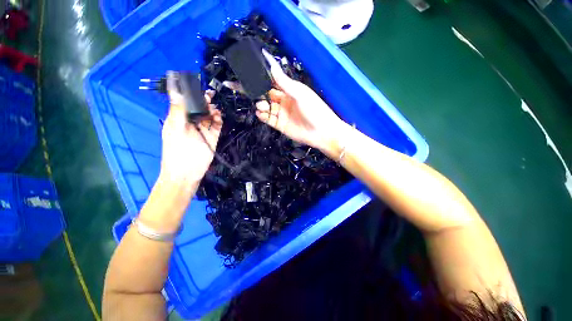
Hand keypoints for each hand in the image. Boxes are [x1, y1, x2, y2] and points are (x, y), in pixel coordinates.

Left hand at [159, 72, 222, 188]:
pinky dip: (218, 119)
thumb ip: (178, 109)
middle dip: (204, 101)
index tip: (196, 86)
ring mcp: (203, 130)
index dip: (190, 94)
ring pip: (209, 115)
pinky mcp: (213, 136)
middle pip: (199, 108)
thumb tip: (176, 90)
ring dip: (212, 110)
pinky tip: (218, 116)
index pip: (185, 102)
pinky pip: (217, 125)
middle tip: (209, 96)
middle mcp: (191, 122)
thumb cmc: (176, 150)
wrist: (187, 172)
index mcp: (178, 118)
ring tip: (213, 109)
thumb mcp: (174, 128)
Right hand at [255, 50, 347, 157]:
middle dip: (253, 90)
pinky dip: (262, 116)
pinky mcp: (279, 124)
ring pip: (265, 106)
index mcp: (289, 90)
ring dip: (260, 105)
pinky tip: (261, 113)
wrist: (321, 132)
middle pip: (264, 93)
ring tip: (261, 106)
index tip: (246, 70)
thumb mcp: (300, 93)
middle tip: (239, 86)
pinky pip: (267, 119)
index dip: (260, 75)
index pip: (271, 80)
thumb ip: (284, 82)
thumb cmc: (315, 110)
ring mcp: (281, 113)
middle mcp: (284, 100)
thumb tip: (271, 65)